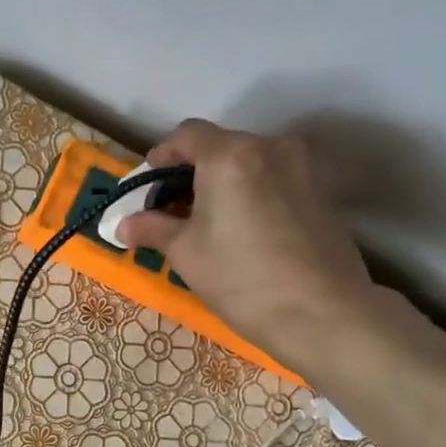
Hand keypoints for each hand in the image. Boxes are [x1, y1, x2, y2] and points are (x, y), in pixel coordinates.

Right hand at [115, 119, 380, 369]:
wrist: (320, 312)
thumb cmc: (241, 278)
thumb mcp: (185, 253)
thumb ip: (152, 229)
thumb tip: (123, 225)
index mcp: (230, 155)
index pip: (186, 135)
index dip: (161, 157)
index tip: (149, 189)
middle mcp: (270, 148)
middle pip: (220, 146)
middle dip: (192, 173)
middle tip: (174, 212)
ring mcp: (302, 167)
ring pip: (249, 163)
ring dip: (223, 184)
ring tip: (209, 224)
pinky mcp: (322, 191)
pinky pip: (274, 180)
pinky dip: (252, 194)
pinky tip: (244, 233)